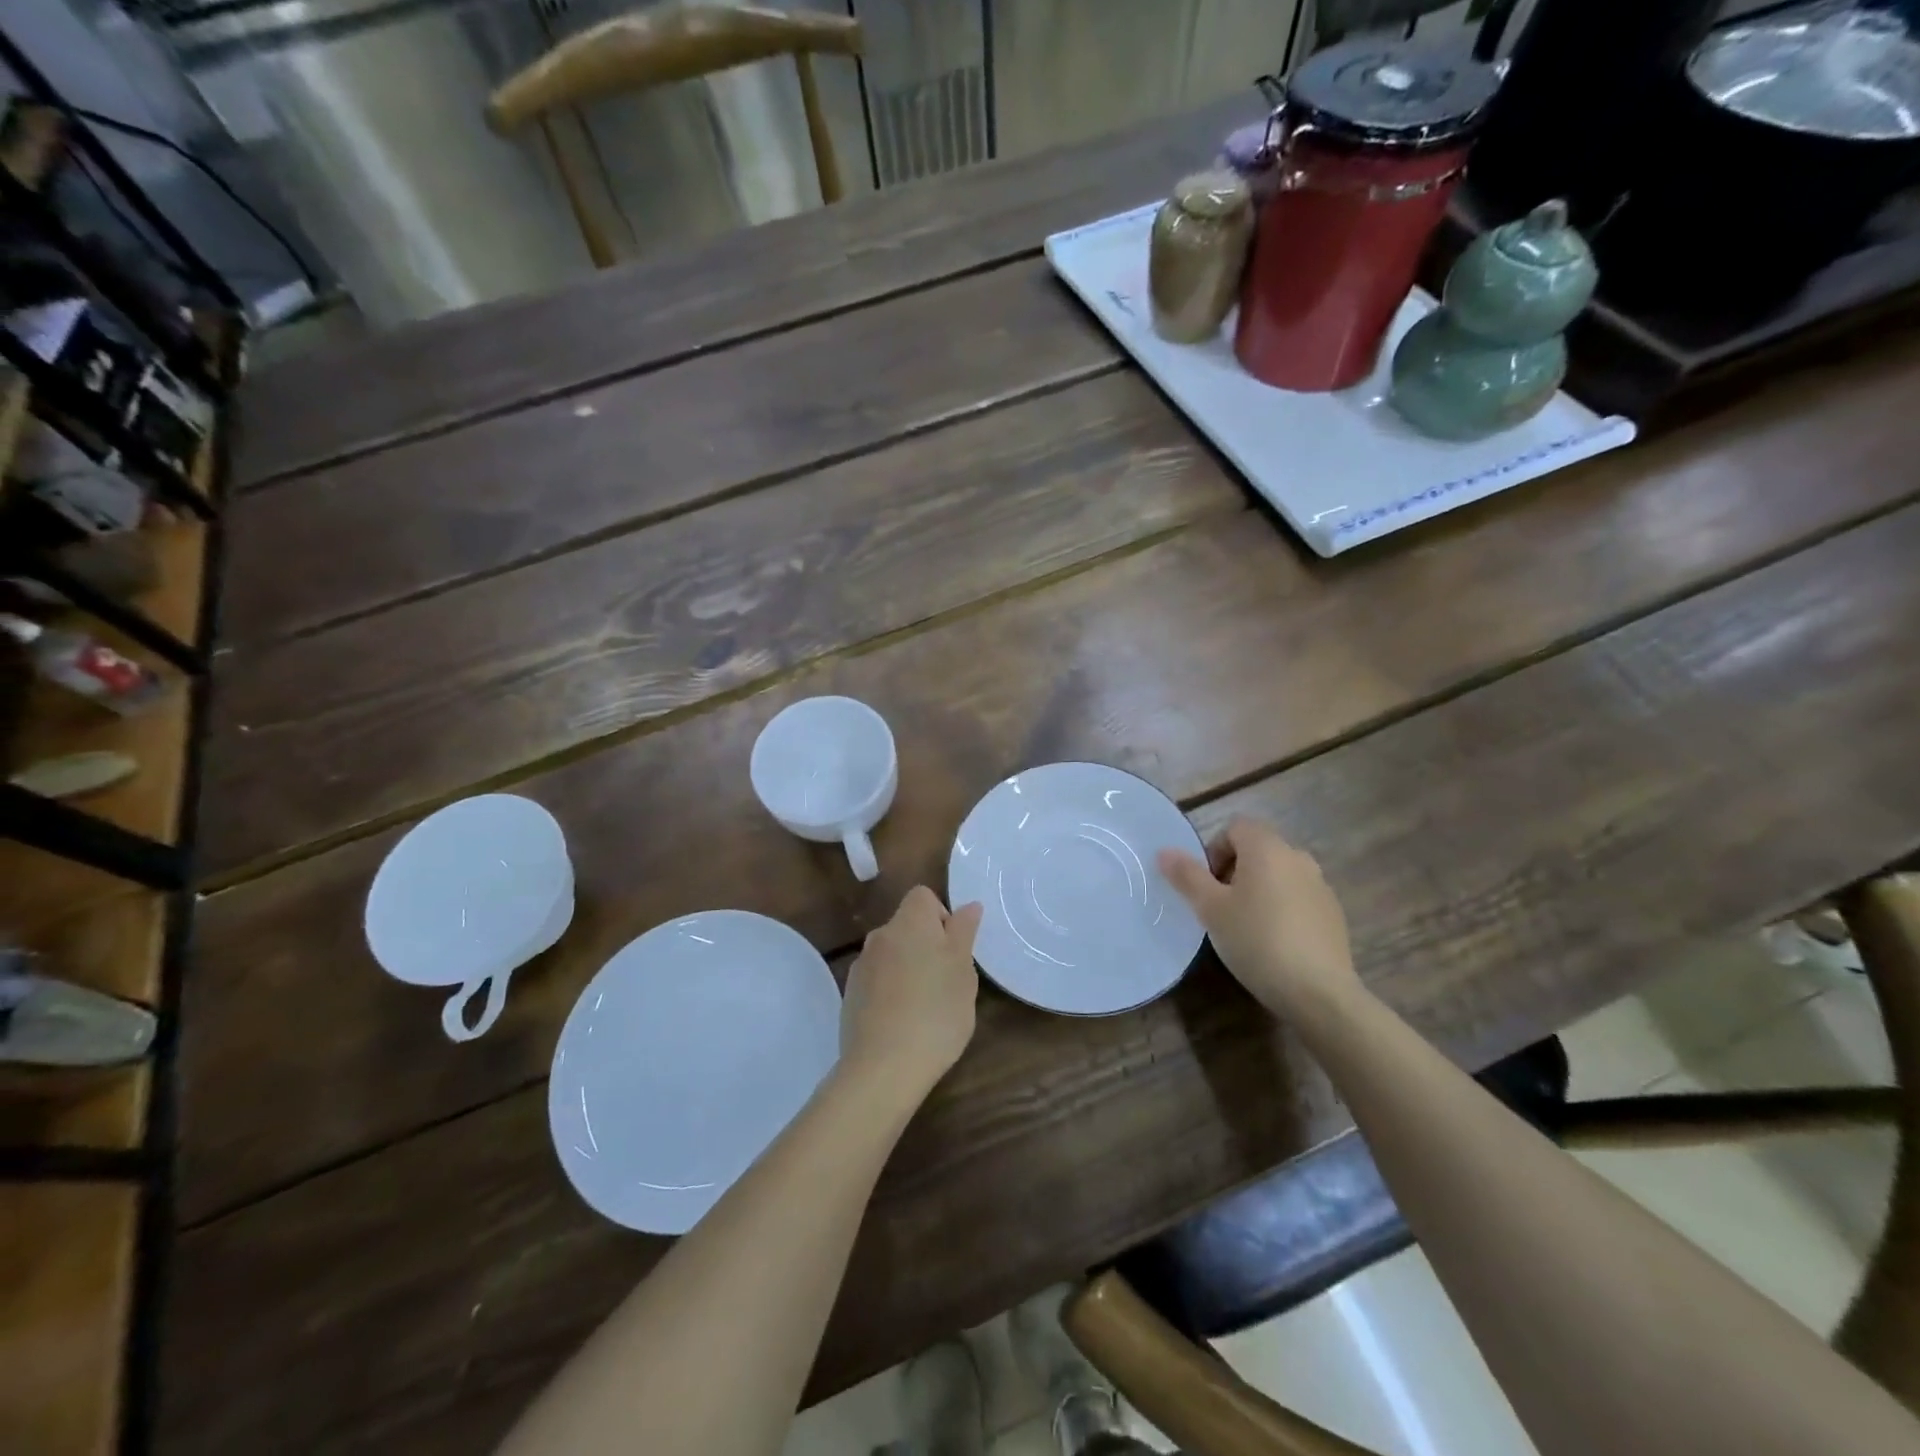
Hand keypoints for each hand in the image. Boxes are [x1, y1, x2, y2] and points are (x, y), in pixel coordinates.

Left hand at [840, 886, 983, 1103]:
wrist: (883, 1067)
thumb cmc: (936, 1013)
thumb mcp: (963, 972)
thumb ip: (964, 932)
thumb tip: (968, 906)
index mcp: (909, 922)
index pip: (923, 896)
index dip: (942, 916)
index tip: (954, 950)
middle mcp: (880, 936)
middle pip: (907, 926)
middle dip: (927, 945)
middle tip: (947, 982)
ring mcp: (861, 966)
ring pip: (892, 954)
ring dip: (908, 969)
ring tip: (925, 1007)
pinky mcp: (850, 995)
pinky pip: (877, 981)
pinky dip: (891, 992)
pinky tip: (902, 1023)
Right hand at [1157, 816, 1357, 1013]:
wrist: (1318, 992)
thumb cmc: (1256, 940)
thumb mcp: (1211, 909)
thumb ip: (1187, 876)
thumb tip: (1164, 851)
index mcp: (1267, 848)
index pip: (1235, 827)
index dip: (1214, 850)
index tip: (1206, 884)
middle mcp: (1298, 857)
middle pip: (1258, 849)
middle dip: (1234, 870)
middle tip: (1219, 907)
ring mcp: (1320, 885)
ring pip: (1278, 874)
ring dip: (1258, 889)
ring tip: (1245, 926)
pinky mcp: (1333, 913)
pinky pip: (1298, 897)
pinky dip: (1281, 908)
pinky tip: (1273, 942)